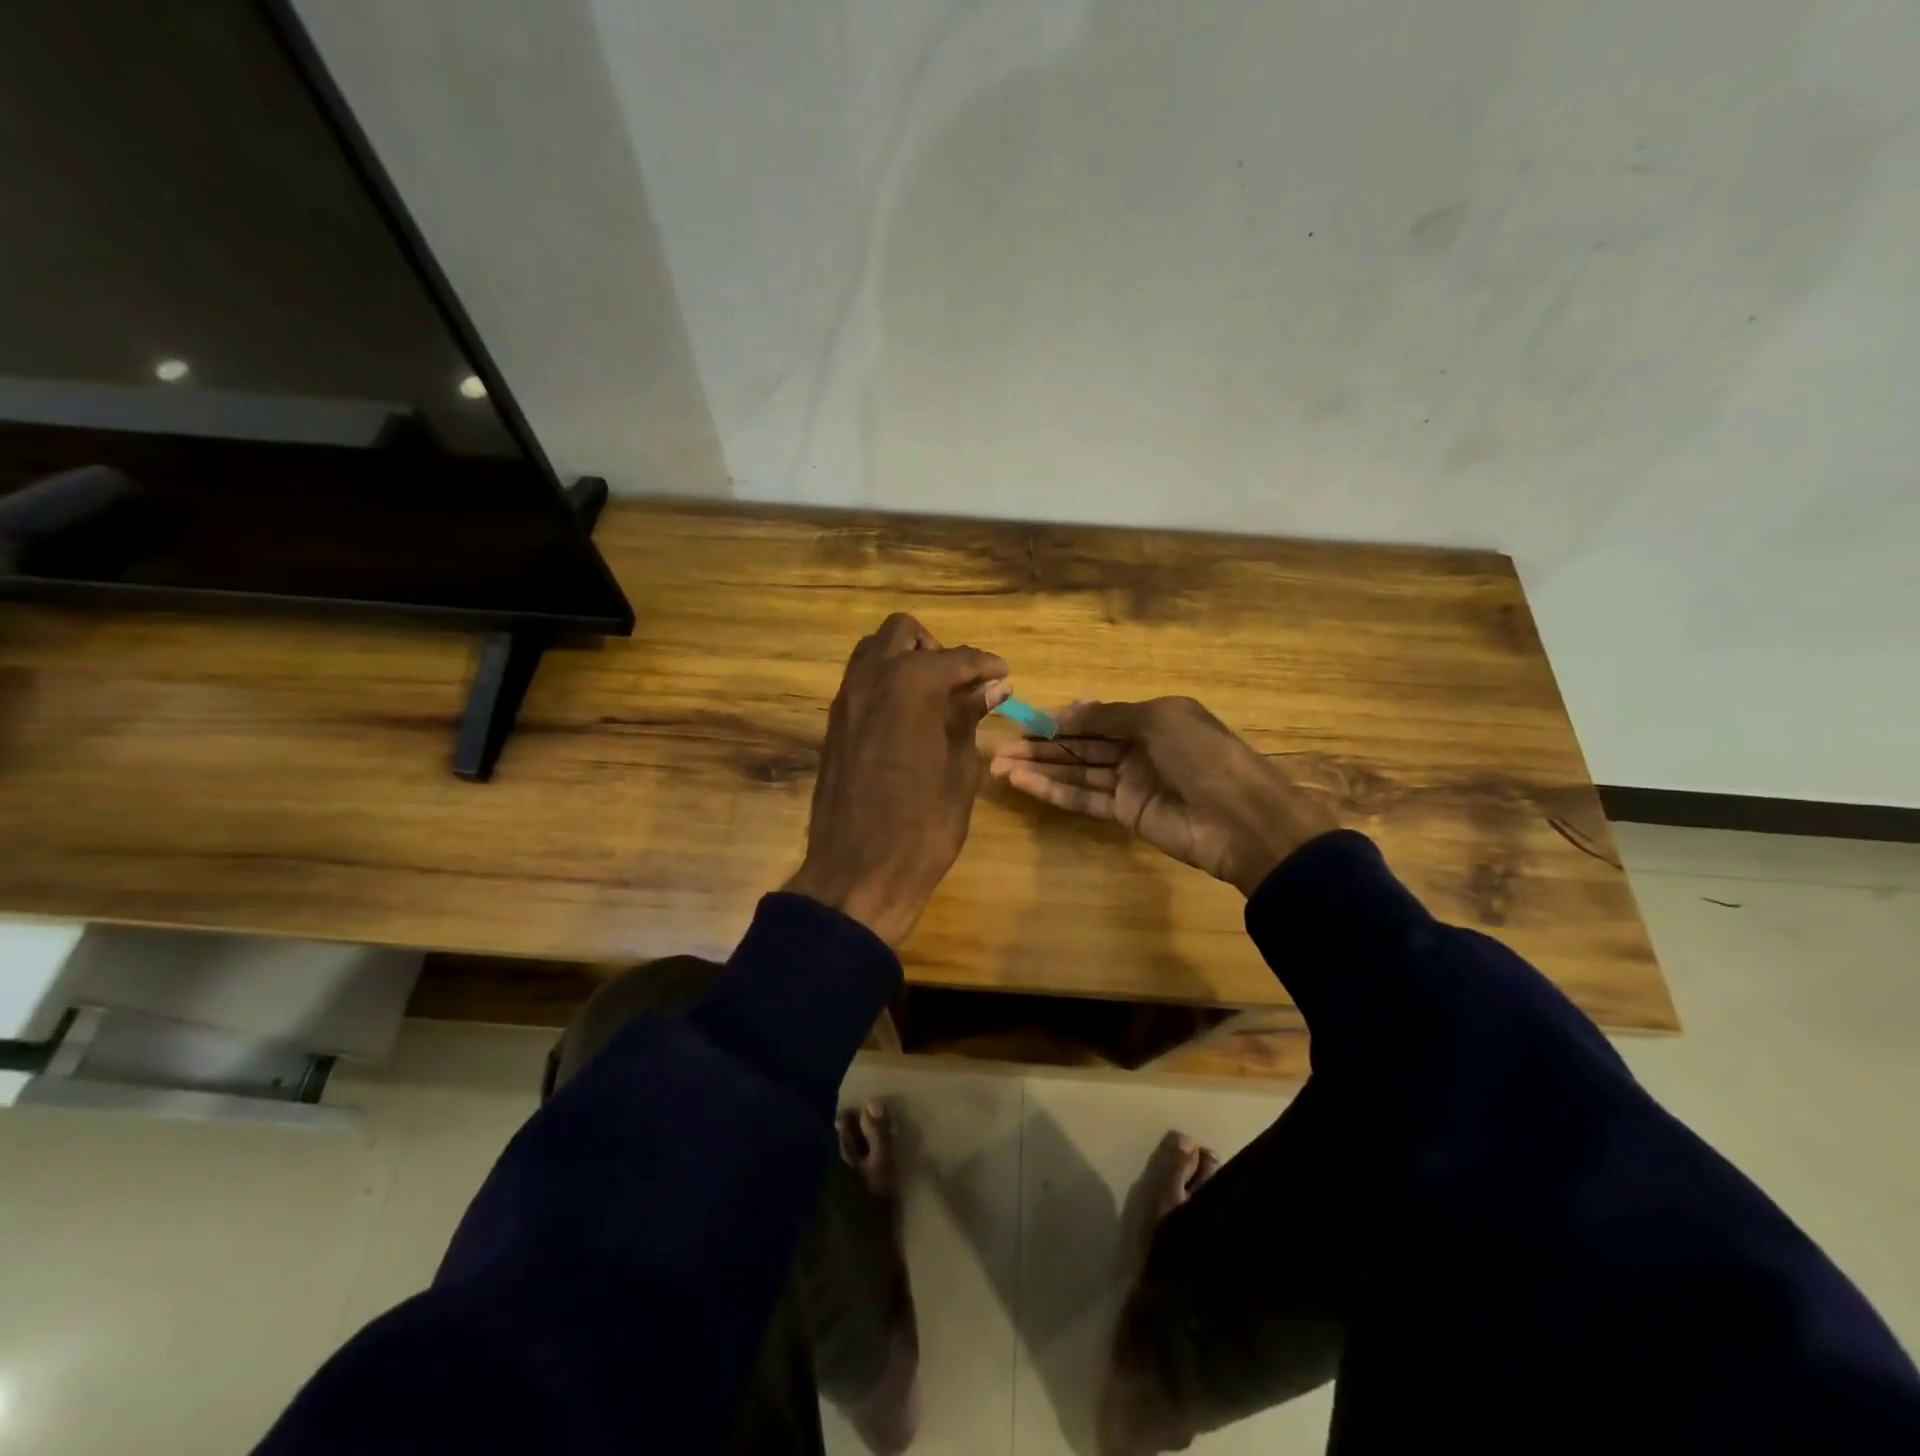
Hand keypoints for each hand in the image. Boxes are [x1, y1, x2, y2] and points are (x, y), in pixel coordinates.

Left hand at [786, 613, 1009, 945]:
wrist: (857, 873)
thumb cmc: (923, 826)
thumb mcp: (960, 770)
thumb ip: (970, 718)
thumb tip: (993, 687)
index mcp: (910, 686)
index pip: (955, 658)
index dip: (985, 665)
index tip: (1004, 675)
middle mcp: (871, 679)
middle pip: (902, 633)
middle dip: (936, 650)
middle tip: (961, 685)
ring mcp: (845, 701)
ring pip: (873, 652)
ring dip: (905, 661)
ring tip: (934, 699)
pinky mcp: (833, 725)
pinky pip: (860, 682)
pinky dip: (885, 684)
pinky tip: (908, 719)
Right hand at [989, 697, 1335, 895]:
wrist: (1241, 820)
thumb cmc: (1203, 756)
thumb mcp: (1159, 720)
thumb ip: (1109, 716)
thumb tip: (1067, 710)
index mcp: (1152, 717)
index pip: (1097, 715)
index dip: (1061, 718)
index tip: (1025, 720)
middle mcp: (1138, 747)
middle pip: (1081, 744)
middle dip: (1042, 744)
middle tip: (999, 745)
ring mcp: (1131, 782)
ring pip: (1077, 772)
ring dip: (1039, 767)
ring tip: (998, 765)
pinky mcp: (1125, 814)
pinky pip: (1083, 798)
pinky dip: (1053, 791)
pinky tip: (1022, 783)